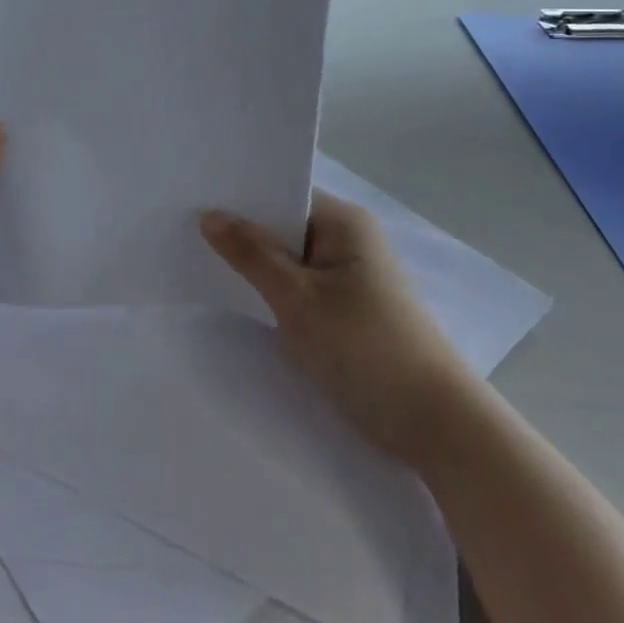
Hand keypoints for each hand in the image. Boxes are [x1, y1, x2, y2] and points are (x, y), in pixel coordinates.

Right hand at [202, 190, 474, 462]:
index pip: (283, 193)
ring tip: (201, 261)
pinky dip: (275, 292)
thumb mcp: (298, 299)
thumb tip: (209, 215)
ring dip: (257, 266)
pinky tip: (241, 298)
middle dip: (242, 232)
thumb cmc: (366, 350)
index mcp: (344, 222)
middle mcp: (350, 240)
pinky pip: (302, 288)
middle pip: (284, 225)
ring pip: (291, 260)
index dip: (240, 197)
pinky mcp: (350, 311)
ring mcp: (351, 277)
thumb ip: (251, 254)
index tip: (192, 200)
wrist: (438, 428)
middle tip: (185, 229)